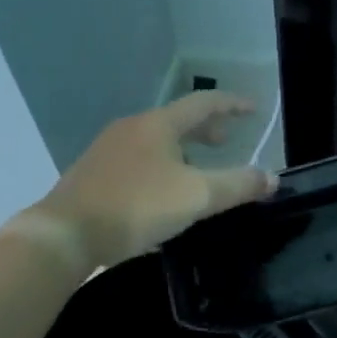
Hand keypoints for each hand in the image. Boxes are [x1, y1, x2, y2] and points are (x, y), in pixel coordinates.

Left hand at [19, 93, 277, 270]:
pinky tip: (162, 192)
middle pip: (177, 120)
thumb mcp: (197, 197)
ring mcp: (108, 150)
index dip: (232, 105)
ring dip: (182, 149)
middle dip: (206, 128)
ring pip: (156, 141)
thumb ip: (238, 185)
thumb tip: (272, 178)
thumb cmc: (136, 206)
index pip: (204, 103)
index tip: (254, 108)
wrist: (65, 234)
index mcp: (158, 125)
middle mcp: (132, 128)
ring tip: (198, 170)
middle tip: (226, 141)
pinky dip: (161, 164)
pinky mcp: (93, 174)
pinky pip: (138, 159)